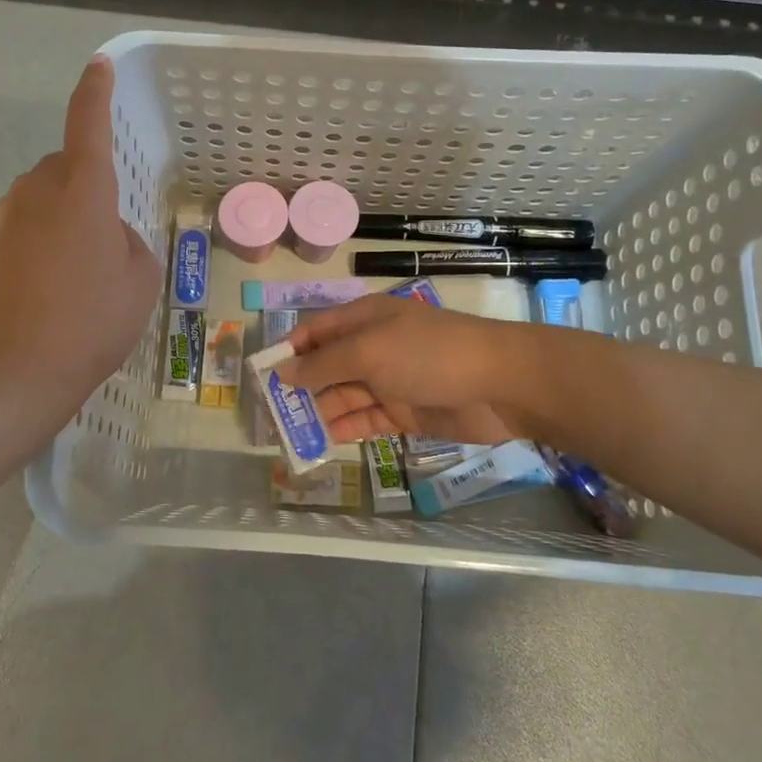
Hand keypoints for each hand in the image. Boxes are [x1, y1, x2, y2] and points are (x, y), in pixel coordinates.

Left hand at [0, 56, 160, 460]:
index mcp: (83, 190)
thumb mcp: (140, 279)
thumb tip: (105, 233)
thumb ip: (127, 239)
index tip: (98, 66)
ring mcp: (4, 216)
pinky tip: (43, 287)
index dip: (95, 91)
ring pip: (40, 198)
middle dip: (83, 186)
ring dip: (59, 217)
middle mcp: (38, 190)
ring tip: (73, 272)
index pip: (88, 123)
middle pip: (63, 166)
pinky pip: (19, 226)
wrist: (19, 368)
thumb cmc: (94, 321)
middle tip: (102, 237)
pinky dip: (35, 242)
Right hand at [278, 296, 526, 445]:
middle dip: (300, 387)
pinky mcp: (405, 412)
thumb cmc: (427, 354)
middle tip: (271, 414)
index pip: (316, 331)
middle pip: (327, 366)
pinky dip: (346, 429)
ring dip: (319, 412)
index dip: (290, 350)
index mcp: (363, 320)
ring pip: (344, 396)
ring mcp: (390, 381)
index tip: (262, 375)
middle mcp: (373, 347)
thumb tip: (283, 372)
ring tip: (290, 434)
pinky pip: (367, 420)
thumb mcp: (368, 351)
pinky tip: (323, 442)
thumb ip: (324, 364)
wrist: (499, 384)